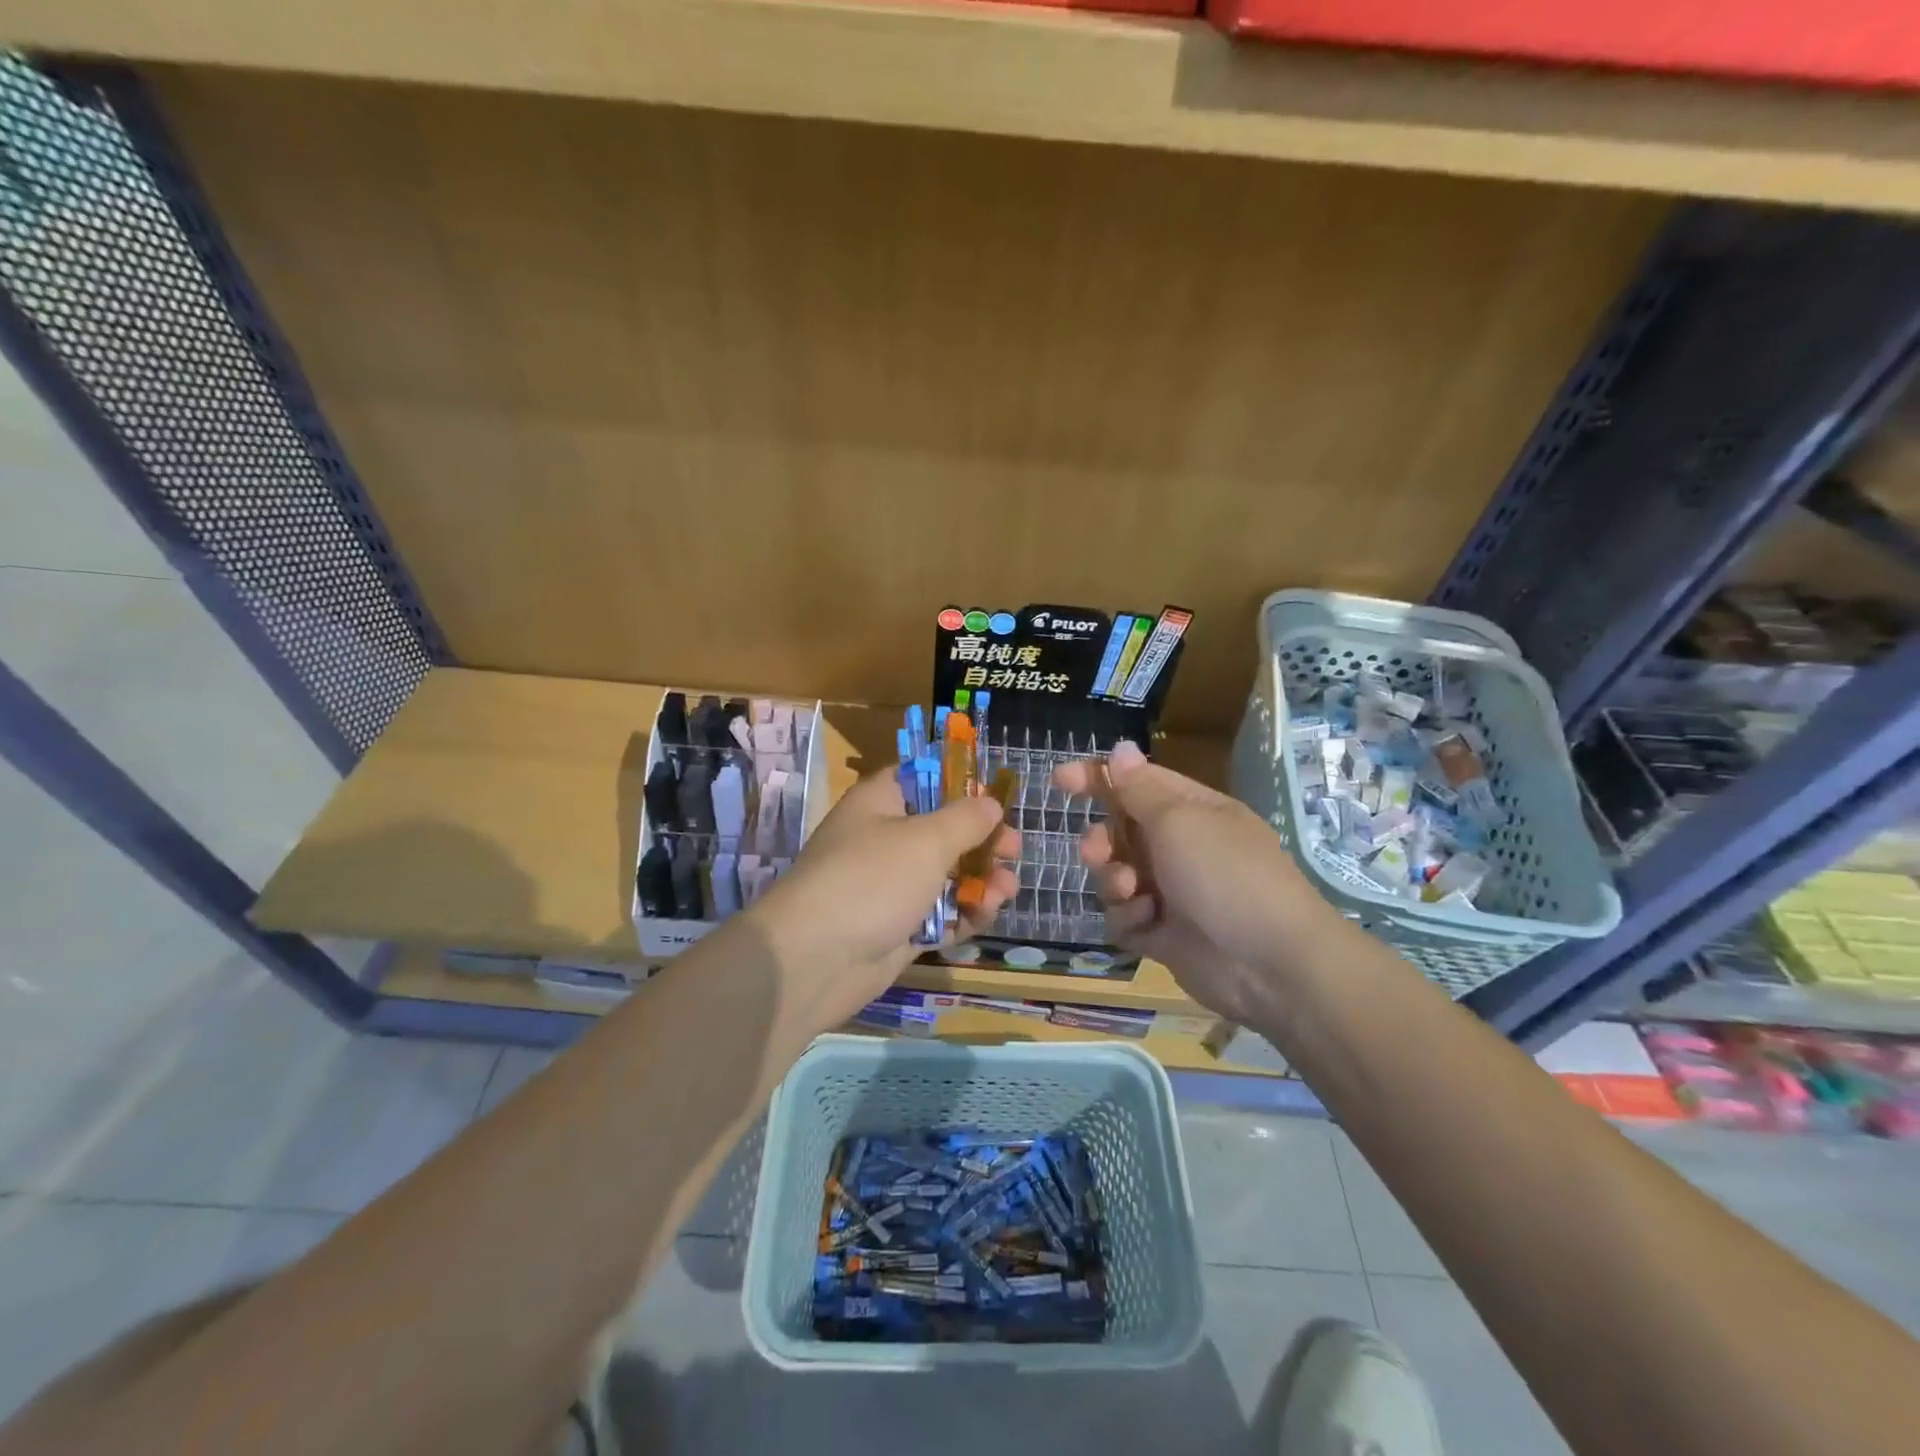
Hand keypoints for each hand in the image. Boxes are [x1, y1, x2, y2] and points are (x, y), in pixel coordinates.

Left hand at [747, 771, 1018, 1035]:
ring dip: (980, 882)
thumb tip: (990, 804)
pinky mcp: (897, 927)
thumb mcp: (926, 840)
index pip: (922, 778)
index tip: (994, 799)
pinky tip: (983, 918)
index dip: (960, 784)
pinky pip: (938, 914)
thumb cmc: (872, 880)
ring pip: (946, 876)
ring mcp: (890, 886)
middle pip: (942, 830)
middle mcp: (884, 840)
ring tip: (1004, 892)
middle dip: (982, 842)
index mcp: (881, 803)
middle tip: (1013, 852)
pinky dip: (961, 915)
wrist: (815, 960)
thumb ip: (965, 819)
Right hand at [1053, 741, 1348, 1023]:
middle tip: (1096, 852)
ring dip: (1113, 881)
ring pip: (1116, 875)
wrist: (1271, 965)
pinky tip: (1146, 924)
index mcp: (1192, 811)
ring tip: (1129, 891)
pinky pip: (1125, 917)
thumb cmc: (1225, 876)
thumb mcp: (1179, 821)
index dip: (1097, 778)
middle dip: (1102, 840)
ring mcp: (1173, 893)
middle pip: (1120, 832)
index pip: (1137, 783)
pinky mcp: (1164, 934)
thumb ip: (1140, 789)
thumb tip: (1120, 749)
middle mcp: (1182, 848)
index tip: (1059, 781)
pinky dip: (1129, 918)